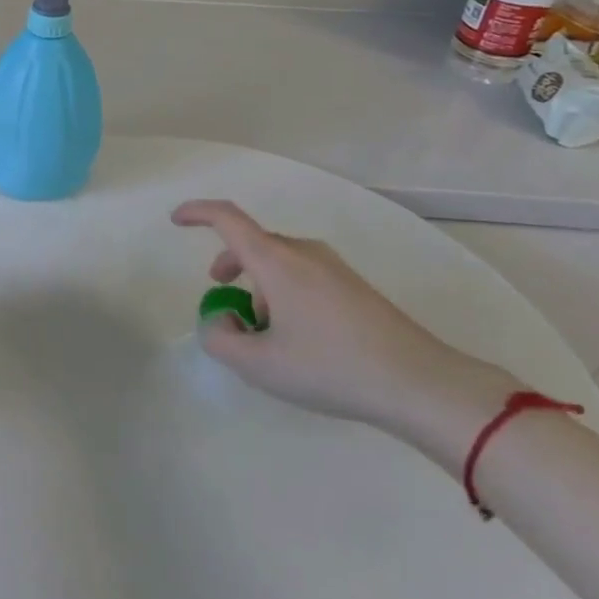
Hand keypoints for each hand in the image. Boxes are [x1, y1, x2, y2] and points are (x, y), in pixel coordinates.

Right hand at [171, 199, 512, 442]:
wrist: (422, 384)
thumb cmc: (331, 368)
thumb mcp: (259, 365)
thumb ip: (220, 339)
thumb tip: (221, 319)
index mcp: (276, 261)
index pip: (227, 218)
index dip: (197, 213)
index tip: (176, 220)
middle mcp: (303, 253)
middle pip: (253, 244)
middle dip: (229, 265)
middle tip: (223, 298)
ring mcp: (334, 268)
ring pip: (279, 263)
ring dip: (259, 286)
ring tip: (266, 335)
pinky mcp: (355, 288)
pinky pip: (304, 276)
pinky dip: (285, 294)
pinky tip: (299, 341)